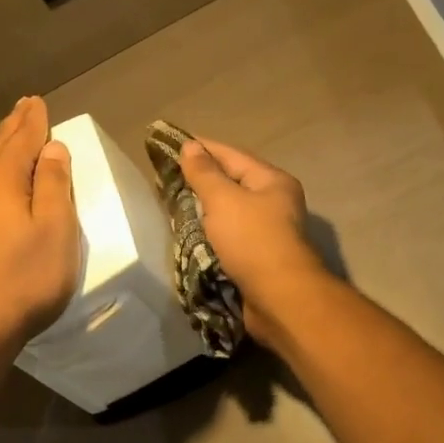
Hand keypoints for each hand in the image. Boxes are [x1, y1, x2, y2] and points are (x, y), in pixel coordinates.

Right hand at [178, 138, 331, 346]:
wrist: (279, 299)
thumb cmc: (253, 241)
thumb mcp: (224, 200)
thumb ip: (204, 173)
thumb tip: (190, 146)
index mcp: (272, 181)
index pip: (231, 155)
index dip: (201, 148)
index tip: (170, 143)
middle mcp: (273, 202)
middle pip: (231, 183)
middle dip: (199, 180)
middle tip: (165, 177)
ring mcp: (266, 232)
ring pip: (228, 213)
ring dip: (202, 210)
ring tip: (170, 204)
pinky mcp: (256, 258)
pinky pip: (227, 237)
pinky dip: (209, 234)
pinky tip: (187, 234)